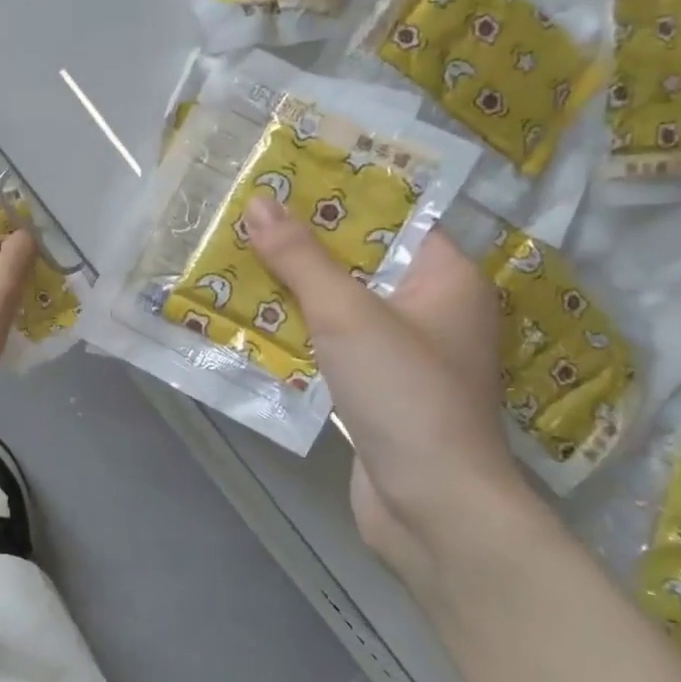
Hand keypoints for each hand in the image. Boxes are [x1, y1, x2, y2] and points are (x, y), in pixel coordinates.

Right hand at [243, 195, 544, 592]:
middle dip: (302, 242)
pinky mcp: (374, 387)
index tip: (287, 174)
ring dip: (292, 288)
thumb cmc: (405, 394)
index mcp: (446, 278)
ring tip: (234, 256)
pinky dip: (296, 330)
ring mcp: (401, 352)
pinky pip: (330, 343)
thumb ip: (301, 258)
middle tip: (246, 213)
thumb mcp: (348, 314)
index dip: (340, 192)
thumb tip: (259, 201)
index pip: (393, 216)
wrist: (431, 507)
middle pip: (359, 260)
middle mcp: (429, 309)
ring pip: (339, 303)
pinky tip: (248, 317)